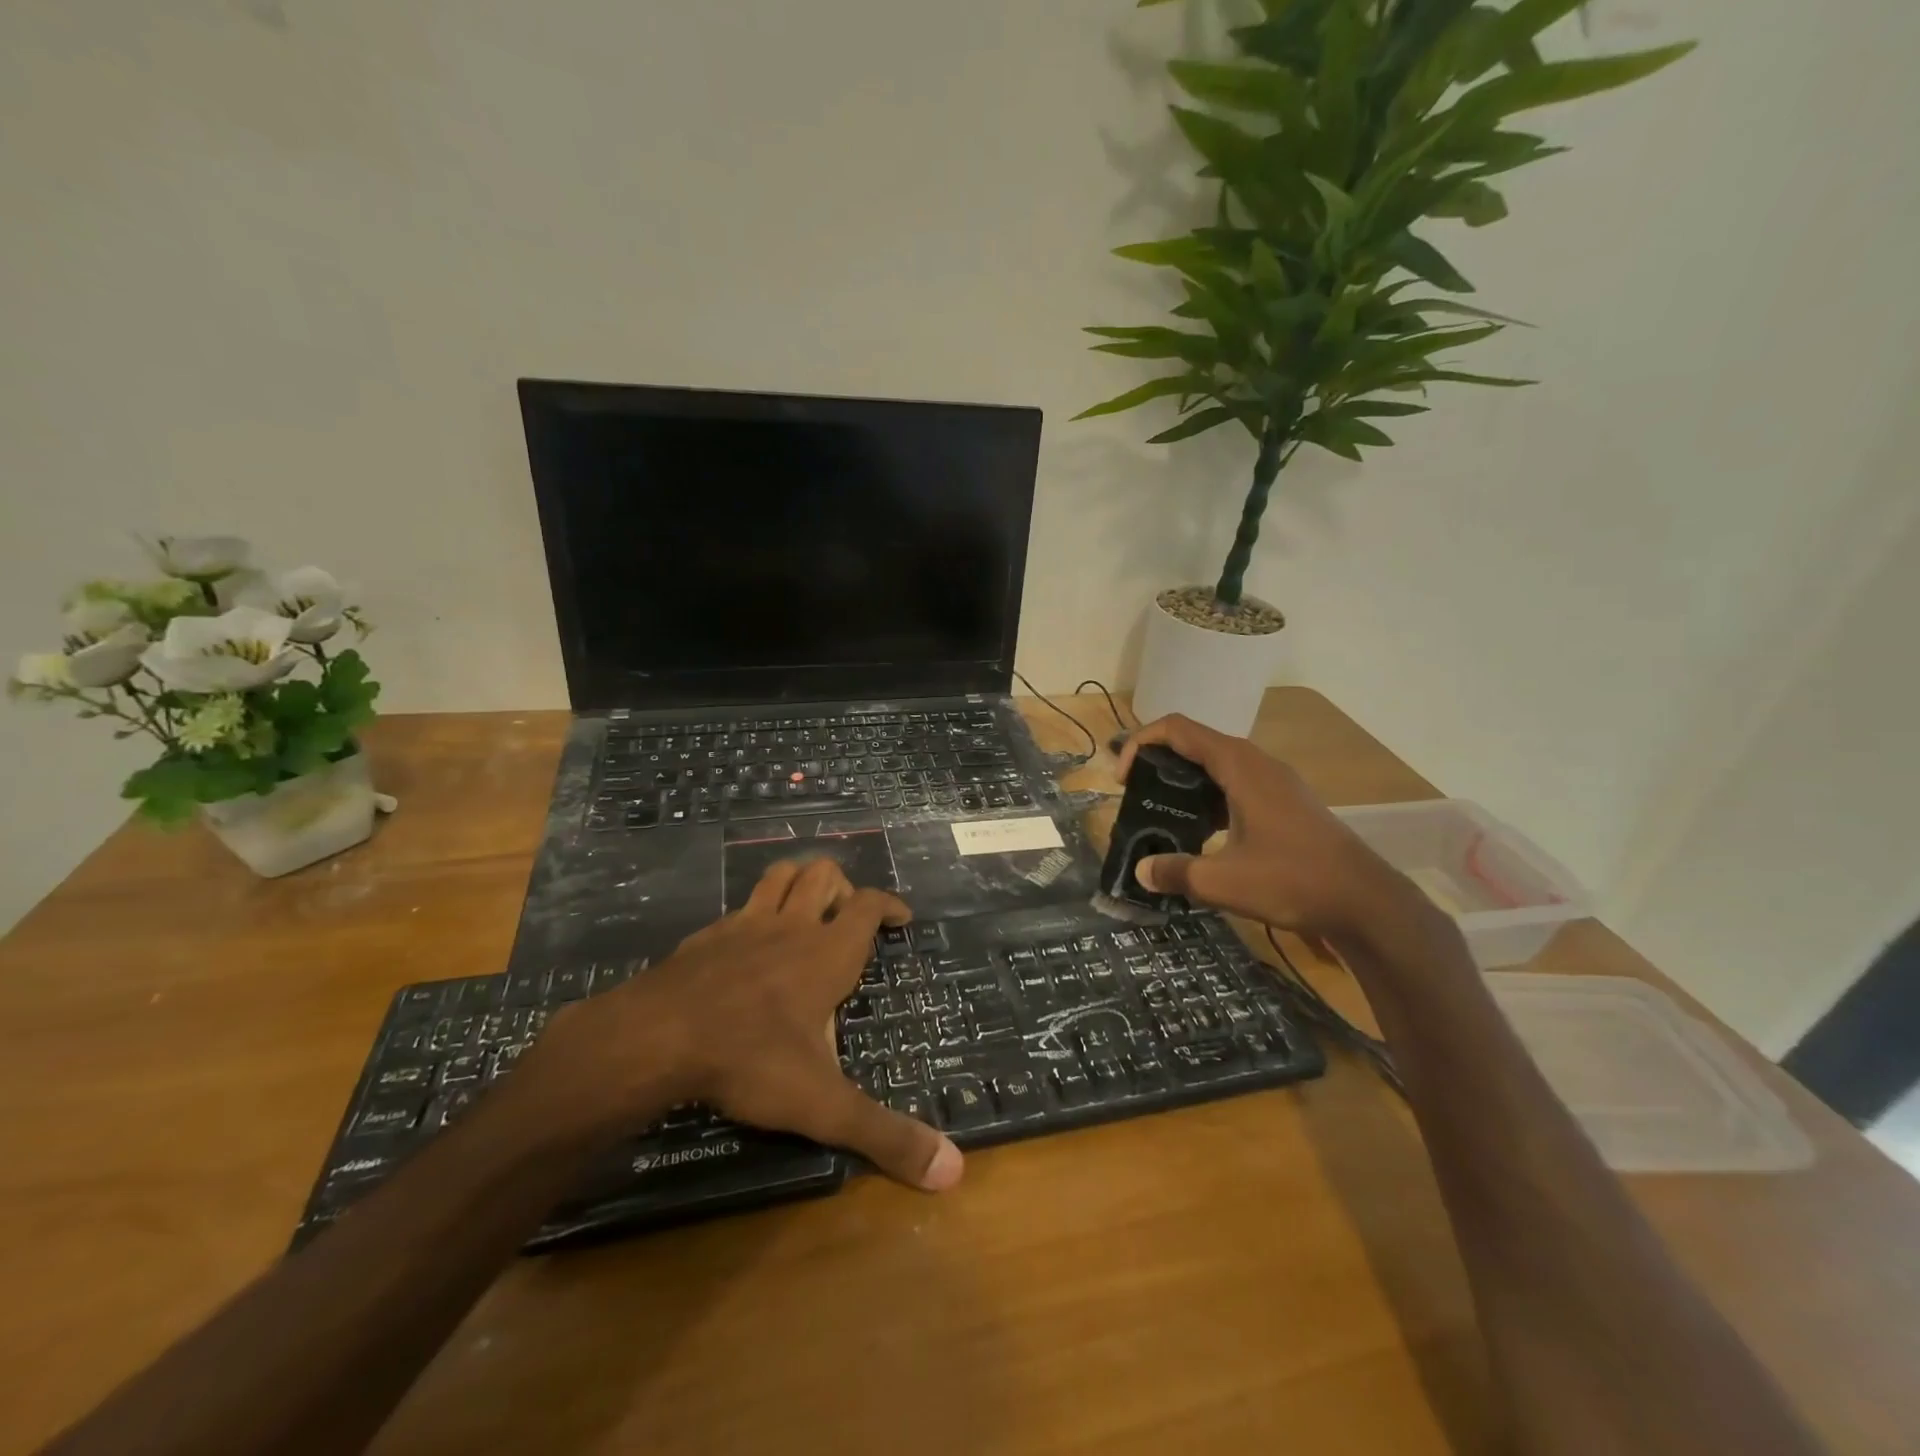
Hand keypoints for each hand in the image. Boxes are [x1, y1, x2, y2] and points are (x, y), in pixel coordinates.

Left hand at [525, 858, 963, 1191]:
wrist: (655, 1038)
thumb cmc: (750, 1060)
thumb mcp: (824, 1105)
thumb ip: (886, 1135)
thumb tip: (953, 1171)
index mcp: (828, 953)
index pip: (869, 905)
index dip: (890, 904)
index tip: (902, 918)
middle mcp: (791, 927)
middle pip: (824, 874)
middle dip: (843, 886)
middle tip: (848, 919)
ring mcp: (745, 925)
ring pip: (780, 875)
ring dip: (799, 881)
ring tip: (807, 908)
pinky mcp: (707, 935)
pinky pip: (740, 906)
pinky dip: (755, 912)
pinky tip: (749, 944)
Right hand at [1116, 714, 1413, 935]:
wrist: (1366, 901)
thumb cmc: (1293, 880)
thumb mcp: (1223, 882)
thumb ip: (1175, 872)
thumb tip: (1141, 871)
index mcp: (1238, 765)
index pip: (1177, 729)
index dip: (1141, 743)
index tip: (1123, 780)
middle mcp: (1256, 762)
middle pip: (1195, 742)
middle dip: (1158, 762)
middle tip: (1136, 795)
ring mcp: (1274, 781)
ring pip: (1217, 764)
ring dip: (1184, 780)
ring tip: (1162, 813)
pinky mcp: (1285, 801)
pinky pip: (1235, 783)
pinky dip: (1209, 796)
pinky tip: (1201, 832)